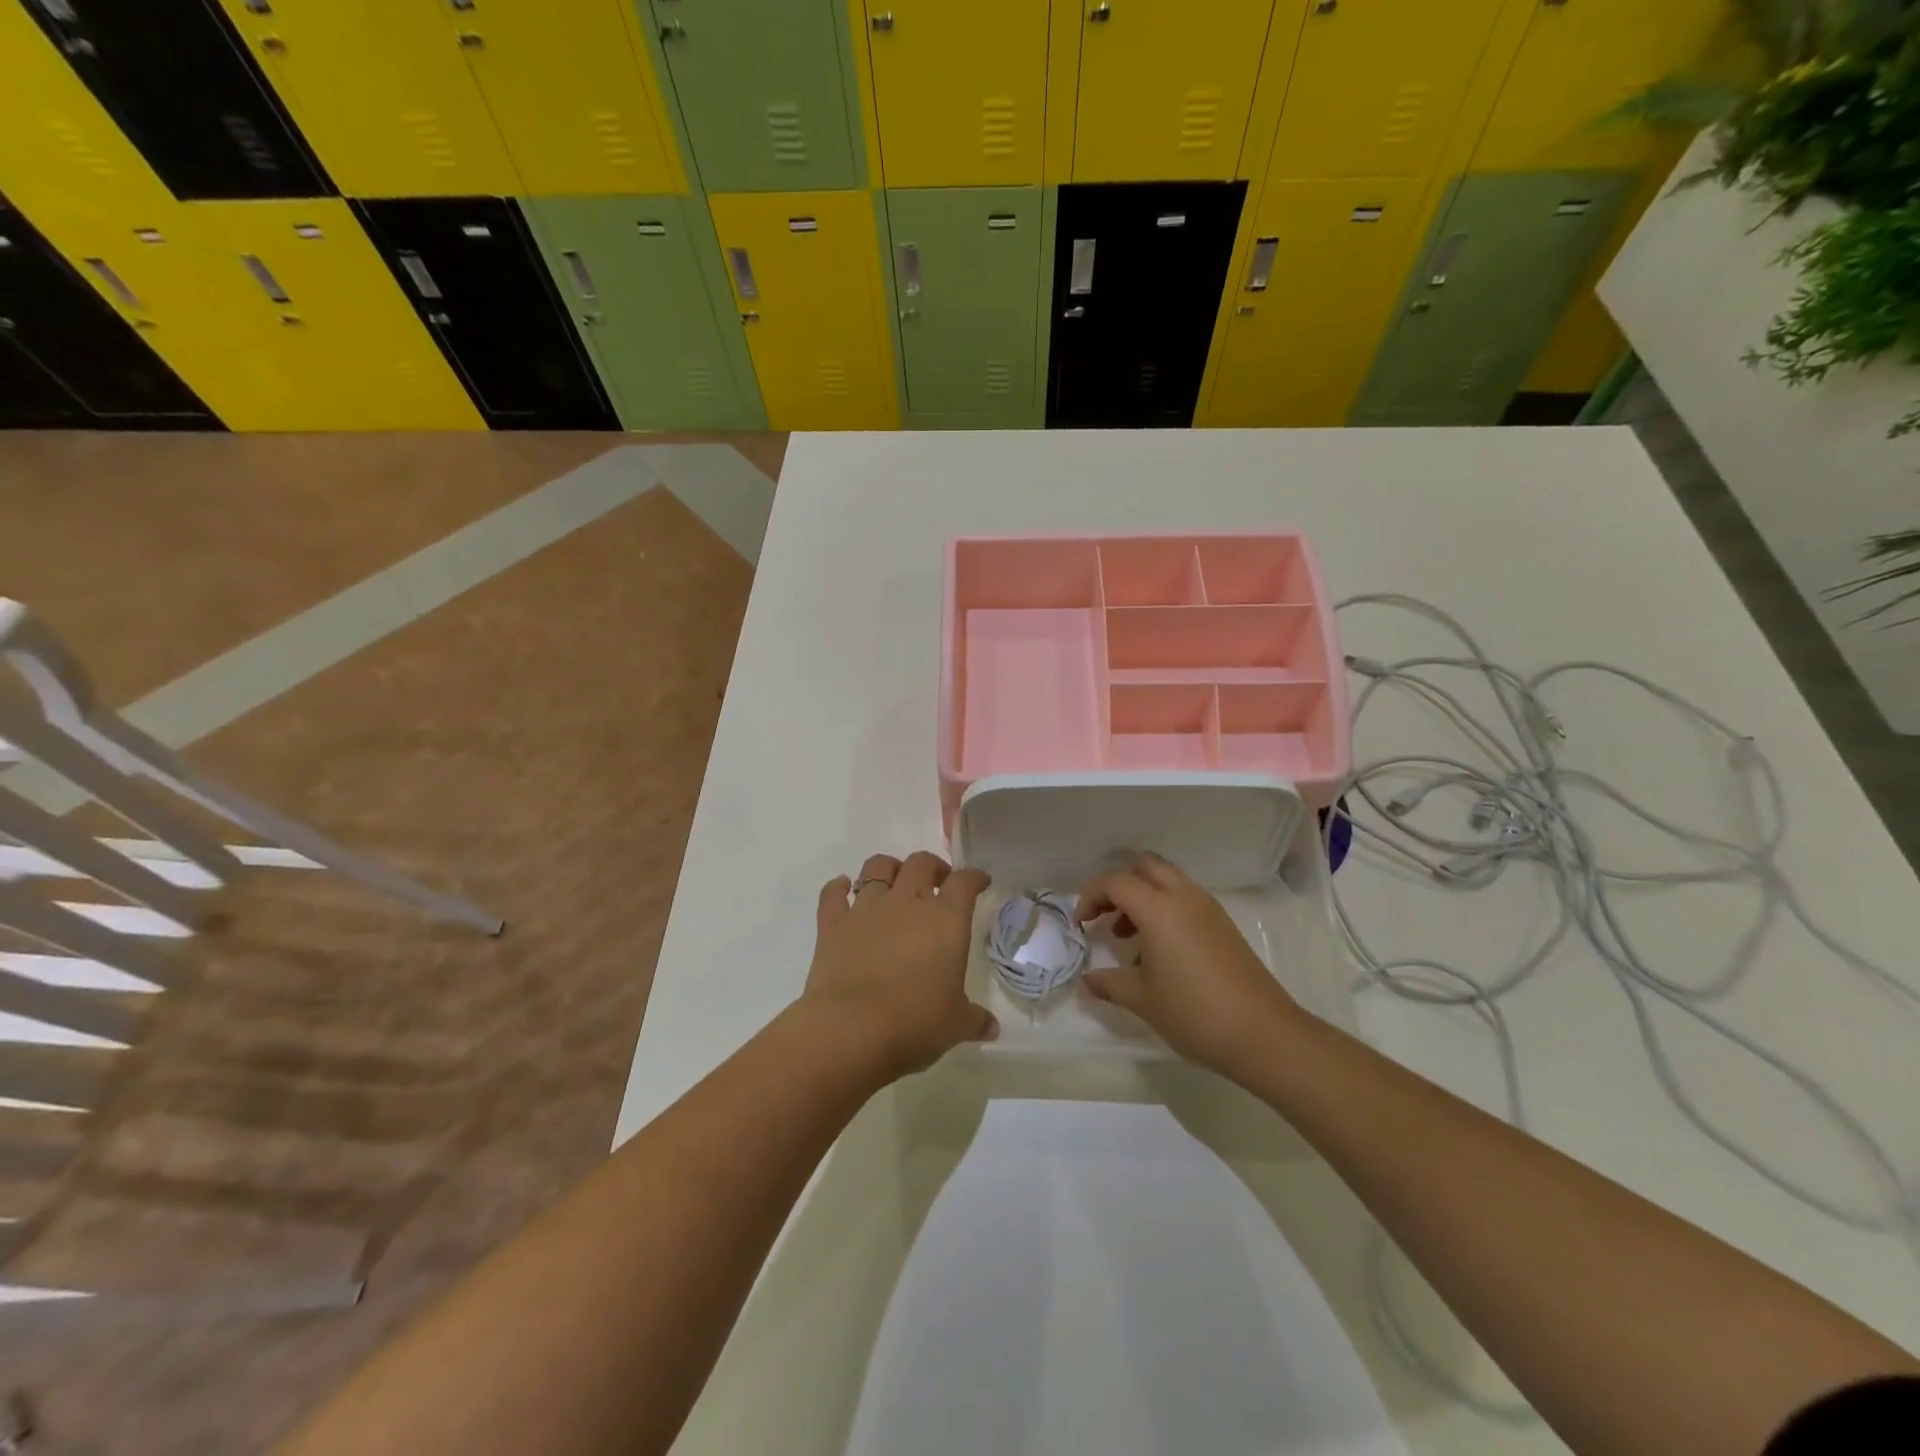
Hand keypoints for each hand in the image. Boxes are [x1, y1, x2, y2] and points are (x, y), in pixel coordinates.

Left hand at [801, 851, 997, 1081]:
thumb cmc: (914, 1023)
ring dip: (888, 868)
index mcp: (946, 919)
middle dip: (933, 867)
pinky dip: (837, 887)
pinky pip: (833, 893)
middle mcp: (907, 902)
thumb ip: (975, 1020)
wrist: (851, 1029)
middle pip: (921, 863)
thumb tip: (992, 1028)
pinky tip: (842, 889)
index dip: (974, 877)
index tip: (979, 881)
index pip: (964, 882)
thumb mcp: (955, 1025)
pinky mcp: (832, 924)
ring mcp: (867, 909)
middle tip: (937, 882)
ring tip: (894, 881)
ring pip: (877, 867)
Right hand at [1074, 853, 1299, 1077]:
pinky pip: (1185, 898)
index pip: (1116, 882)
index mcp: (1159, 909)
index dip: (1091, 897)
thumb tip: (1087, 981)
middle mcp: (1184, 897)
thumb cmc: (1194, 1013)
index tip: (1081, 924)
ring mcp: (1208, 908)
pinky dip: (1164, 908)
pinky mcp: (1223, 924)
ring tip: (1126, 936)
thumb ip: (1109, 984)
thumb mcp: (1142, 1000)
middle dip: (1118, 884)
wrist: (1264, 1034)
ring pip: (1167, 879)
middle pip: (1144, 866)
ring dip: (1142, 895)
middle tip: (1104, 915)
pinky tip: (1158, 950)